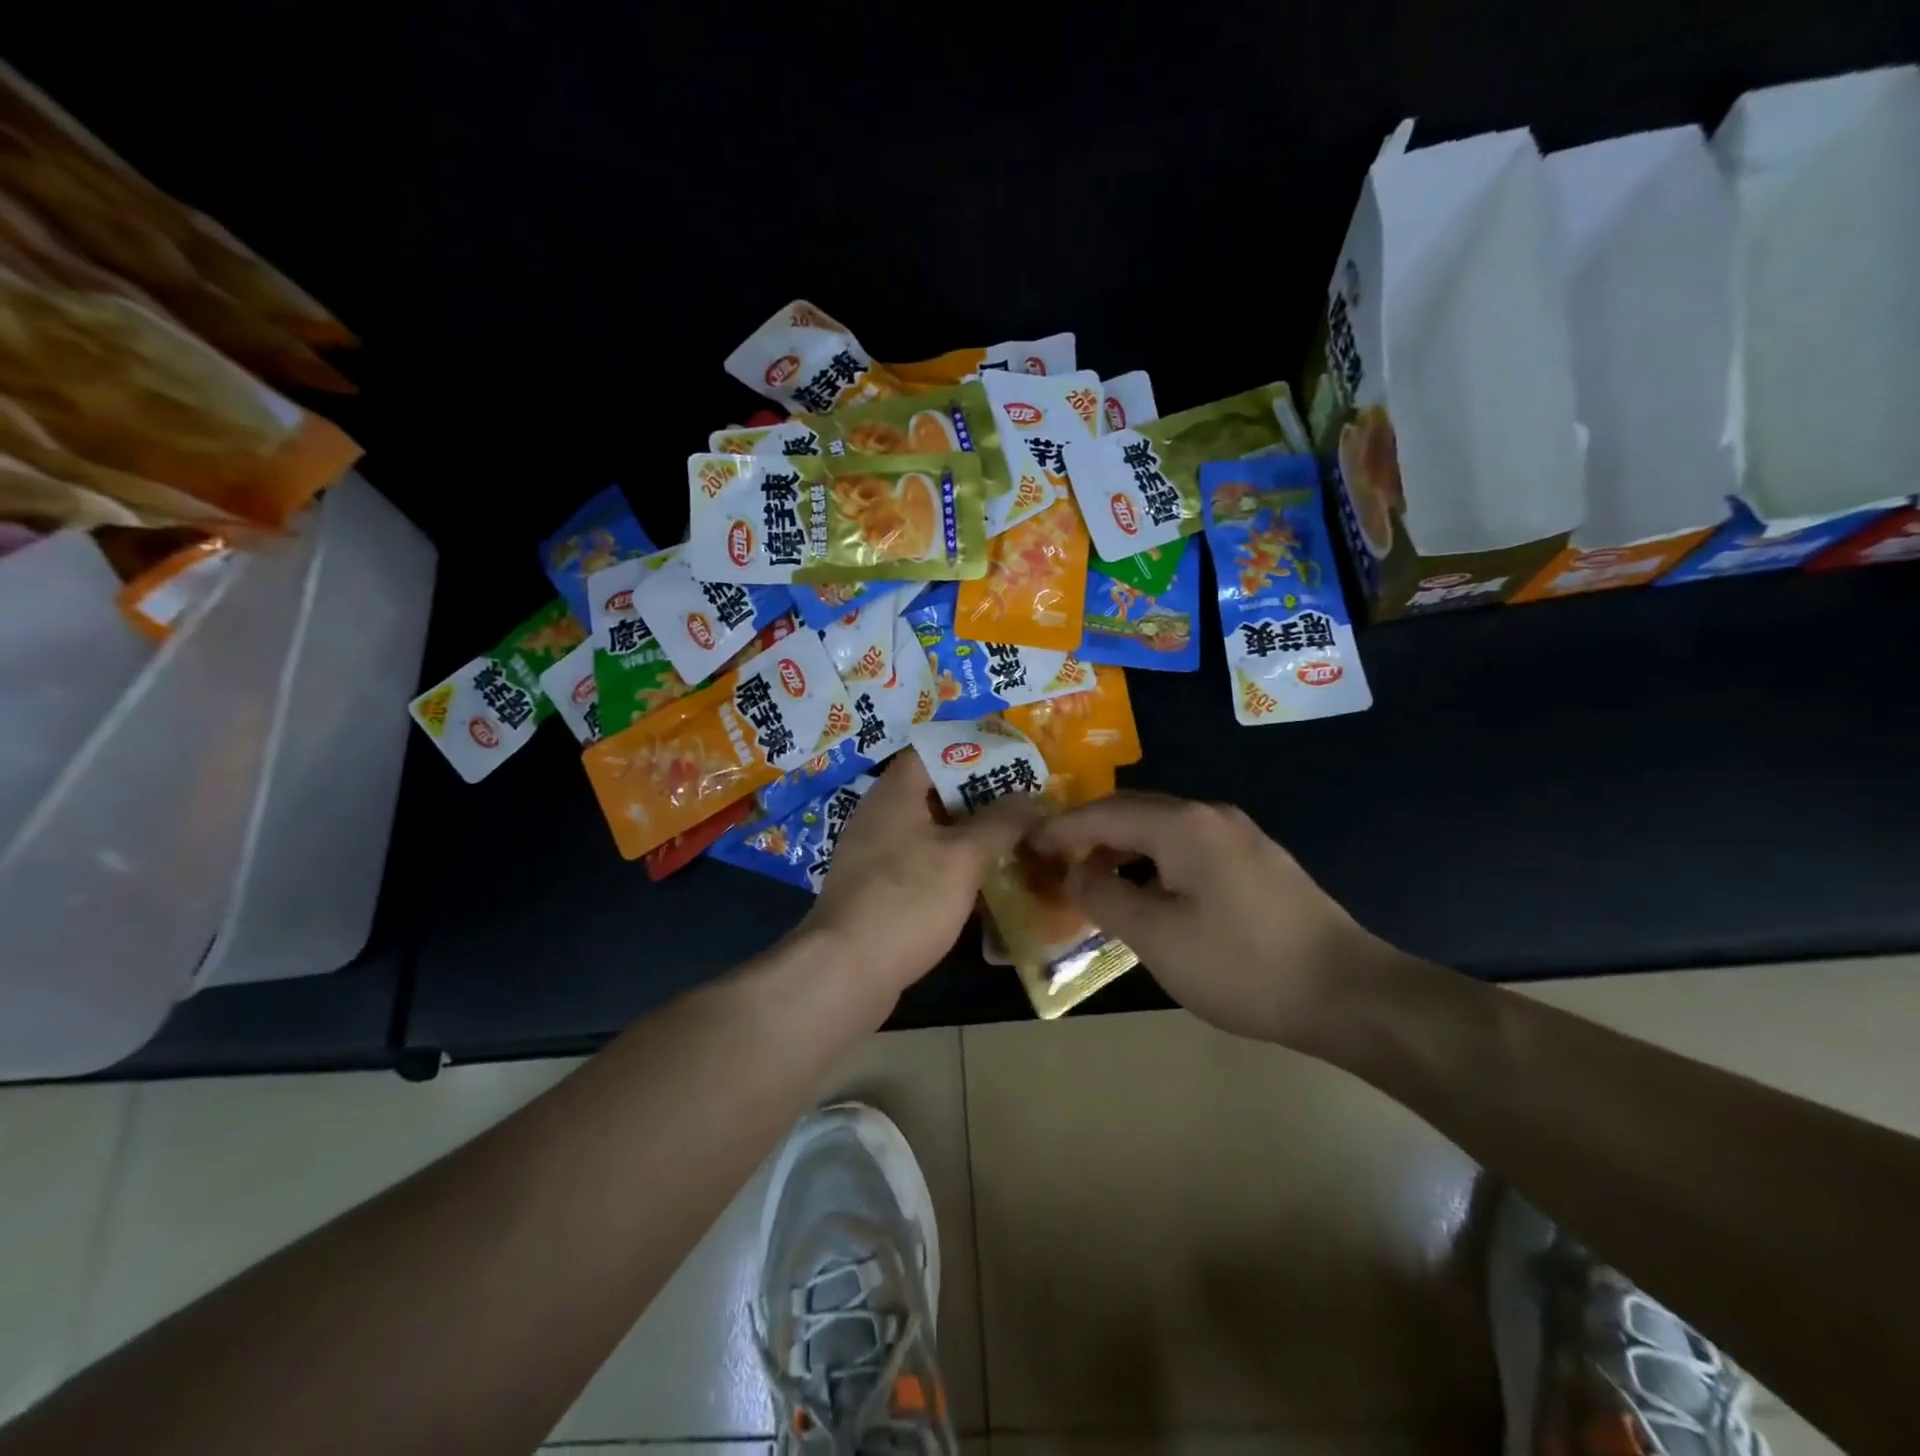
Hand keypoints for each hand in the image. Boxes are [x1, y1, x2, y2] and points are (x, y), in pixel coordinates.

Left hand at [802, 756, 1039, 1007]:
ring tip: (1012, 841)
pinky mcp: (879, 890)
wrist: (845, 972)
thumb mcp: (962, 857)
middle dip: (980, 798)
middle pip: (935, 792)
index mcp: (895, 793)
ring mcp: (876, 855)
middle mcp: (881, 816)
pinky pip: (921, 865)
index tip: (1013, 762)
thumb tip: (1028, 798)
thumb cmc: (907, 900)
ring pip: (931, 832)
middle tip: (1023, 805)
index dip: (974, 752)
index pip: (934, 751)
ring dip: (968, 836)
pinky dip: (951, 867)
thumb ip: (999, 823)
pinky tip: (982, 884)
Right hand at [1027, 792, 1389, 1048]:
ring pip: (1161, 830)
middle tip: (1052, 862)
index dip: (1060, 829)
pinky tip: (1145, 893)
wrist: (1348, 994)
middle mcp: (1210, 815)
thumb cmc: (1241, 965)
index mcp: (1183, 825)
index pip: (1103, 813)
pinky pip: (1187, 848)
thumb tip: (1076, 872)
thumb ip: (1104, 896)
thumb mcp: (1157, 937)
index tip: (1026, 846)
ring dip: (1122, 850)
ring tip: (1092, 881)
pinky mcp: (1255, 861)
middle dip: (1088, 835)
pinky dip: (1153, 862)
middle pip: (1132, 812)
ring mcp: (1238, 836)